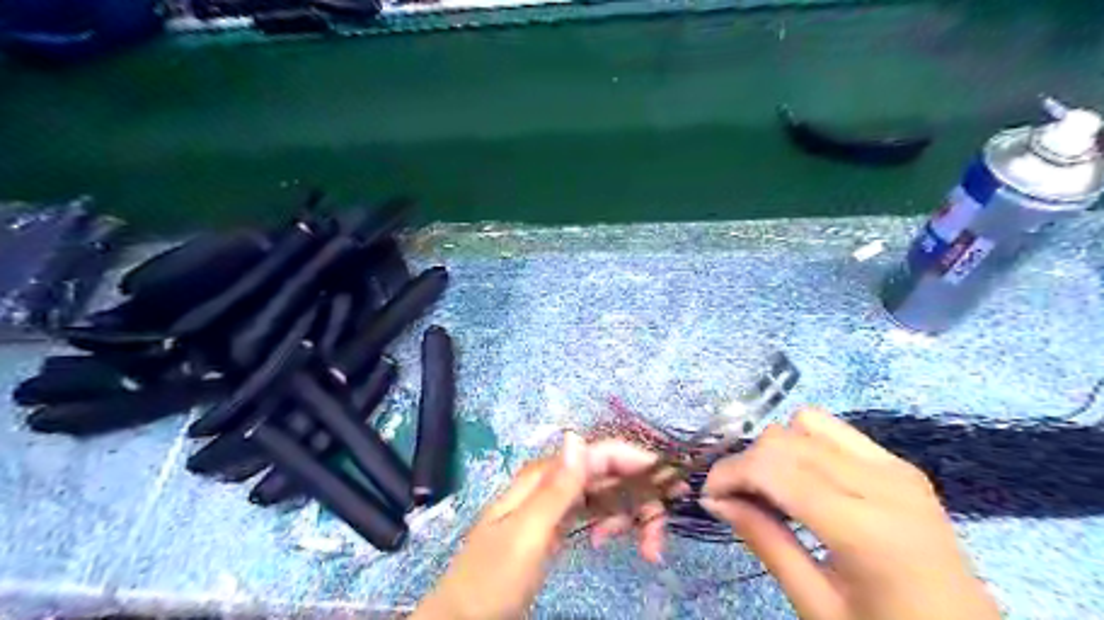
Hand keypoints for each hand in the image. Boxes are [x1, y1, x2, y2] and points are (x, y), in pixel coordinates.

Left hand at [414, 431, 671, 619]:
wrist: (464, 618)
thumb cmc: (494, 577)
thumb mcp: (527, 534)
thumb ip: (556, 488)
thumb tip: (578, 436)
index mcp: (545, 476)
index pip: (600, 454)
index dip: (637, 462)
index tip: (672, 486)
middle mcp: (553, 481)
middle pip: (608, 474)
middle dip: (639, 498)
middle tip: (656, 541)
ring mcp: (555, 503)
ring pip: (604, 494)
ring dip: (628, 517)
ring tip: (641, 550)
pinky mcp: (557, 525)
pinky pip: (593, 513)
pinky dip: (610, 525)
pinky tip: (606, 542)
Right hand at [702, 407, 1005, 618]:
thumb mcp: (817, 605)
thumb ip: (765, 542)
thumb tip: (715, 499)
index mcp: (866, 529)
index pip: (774, 469)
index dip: (729, 473)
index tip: (709, 496)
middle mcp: (883, 483)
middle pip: (785, 439)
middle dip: (747, 462)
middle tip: (736, 499)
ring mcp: (896, 468)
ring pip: (806, 422)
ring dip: (776, 450)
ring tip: (772, 488)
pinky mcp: (900, 465)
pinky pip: (834, 430)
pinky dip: (805, 444)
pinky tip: (805, 479)